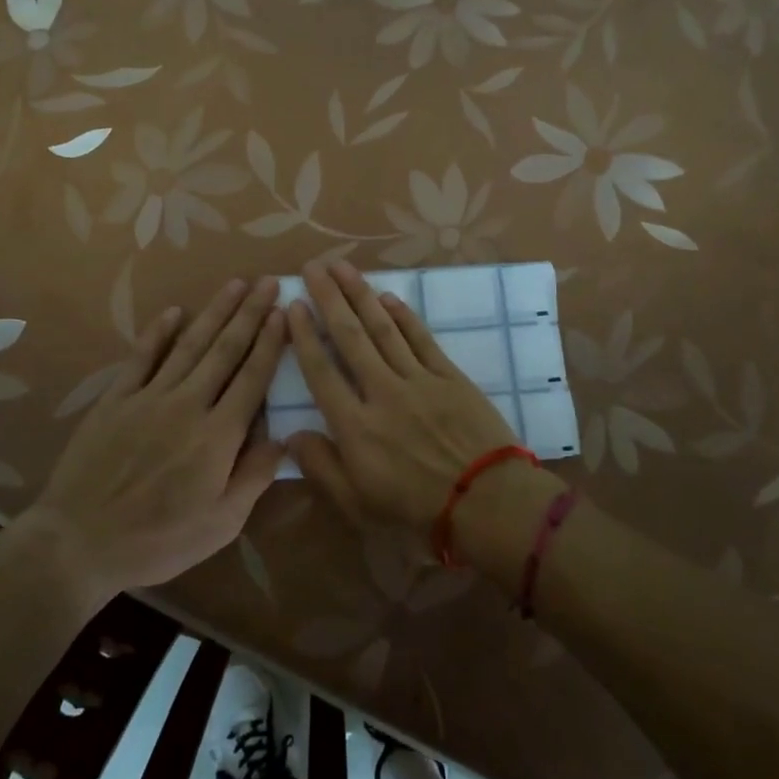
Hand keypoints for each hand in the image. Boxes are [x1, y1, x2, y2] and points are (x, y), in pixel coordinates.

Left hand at [32, 277, 285, 593]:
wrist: (79, 542)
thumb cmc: (158, 540)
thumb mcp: (221, 524)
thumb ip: (254, 477)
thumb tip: (284, 438)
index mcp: (218, 436)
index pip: (252, 378)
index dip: (270, 343)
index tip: (284, 312)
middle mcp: (188, 405)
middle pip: (225, 351)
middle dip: (250, 314)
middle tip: (268, 283)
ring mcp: (149, 398)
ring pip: (190, 346)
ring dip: (214, 313)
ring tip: (235, 285)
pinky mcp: (116, 400)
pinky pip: (141, 357)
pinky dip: (159, 332)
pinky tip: (174, 312)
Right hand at [284, 260, 518, 531]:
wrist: (487, 502)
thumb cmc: (417, 510)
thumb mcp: (359, 504)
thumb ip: (322, 468)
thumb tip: (292, 435)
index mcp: (355, 426)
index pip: (321, 372)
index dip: (304, 337)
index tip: (292, 306)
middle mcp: (381, 392)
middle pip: (349, 337)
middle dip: (328, 299)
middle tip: (312, 267)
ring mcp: (418, 380)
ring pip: (383, 329)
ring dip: (361, 295)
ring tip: (342, 268)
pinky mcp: (449, 376)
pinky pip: (421, 339)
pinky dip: (403, 316)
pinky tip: (388, 297)